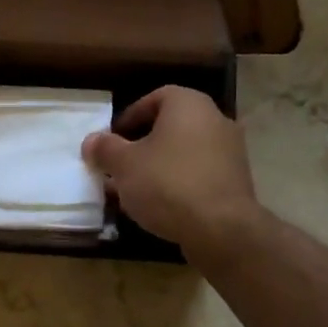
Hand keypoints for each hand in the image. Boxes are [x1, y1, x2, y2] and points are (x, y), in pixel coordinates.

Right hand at [82, 86, 262, 259]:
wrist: (221, 228)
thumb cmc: (167, 183)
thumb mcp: (124, 165)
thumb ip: (105, 149)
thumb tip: (91, 141)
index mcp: (189, 104)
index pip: (156, 98)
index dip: (130, 116)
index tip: (113, 139)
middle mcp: (216, 119)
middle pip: (171, 127)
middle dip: (142, 146)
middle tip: (120, 166)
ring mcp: (231, 151)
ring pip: (185, 153)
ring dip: (159, 167)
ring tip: (135, 191)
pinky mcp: (236, 182)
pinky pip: (199, 174)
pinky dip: (179, 184)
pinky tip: (161, 206)